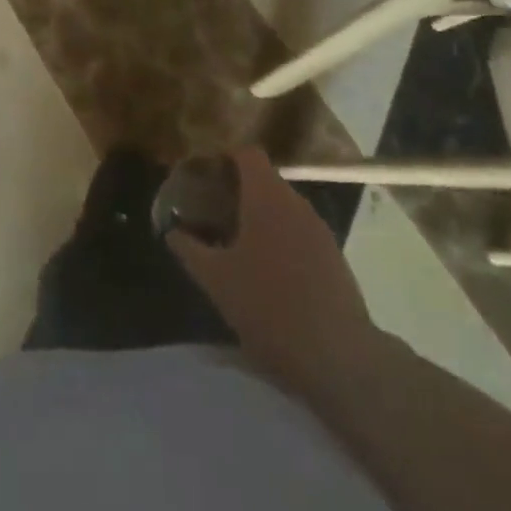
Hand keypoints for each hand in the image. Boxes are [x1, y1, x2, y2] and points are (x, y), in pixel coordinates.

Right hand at [166, 148, 383, 395]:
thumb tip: (172, 231)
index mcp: (266, 197)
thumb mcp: (216, 280)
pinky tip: (270, 273)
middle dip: (240, 192)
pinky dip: (283, 240)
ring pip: (284, 209)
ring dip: (262, 218)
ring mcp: (320, 229)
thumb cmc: (268, 306)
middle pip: (265, 180)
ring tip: (239, 246)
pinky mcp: (335, 257)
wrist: (338, 357)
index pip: (248, 154)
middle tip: (215, 215)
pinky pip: (301, 233)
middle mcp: (296, 203)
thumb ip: (189, 249)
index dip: (226, 159)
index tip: (207, 178)